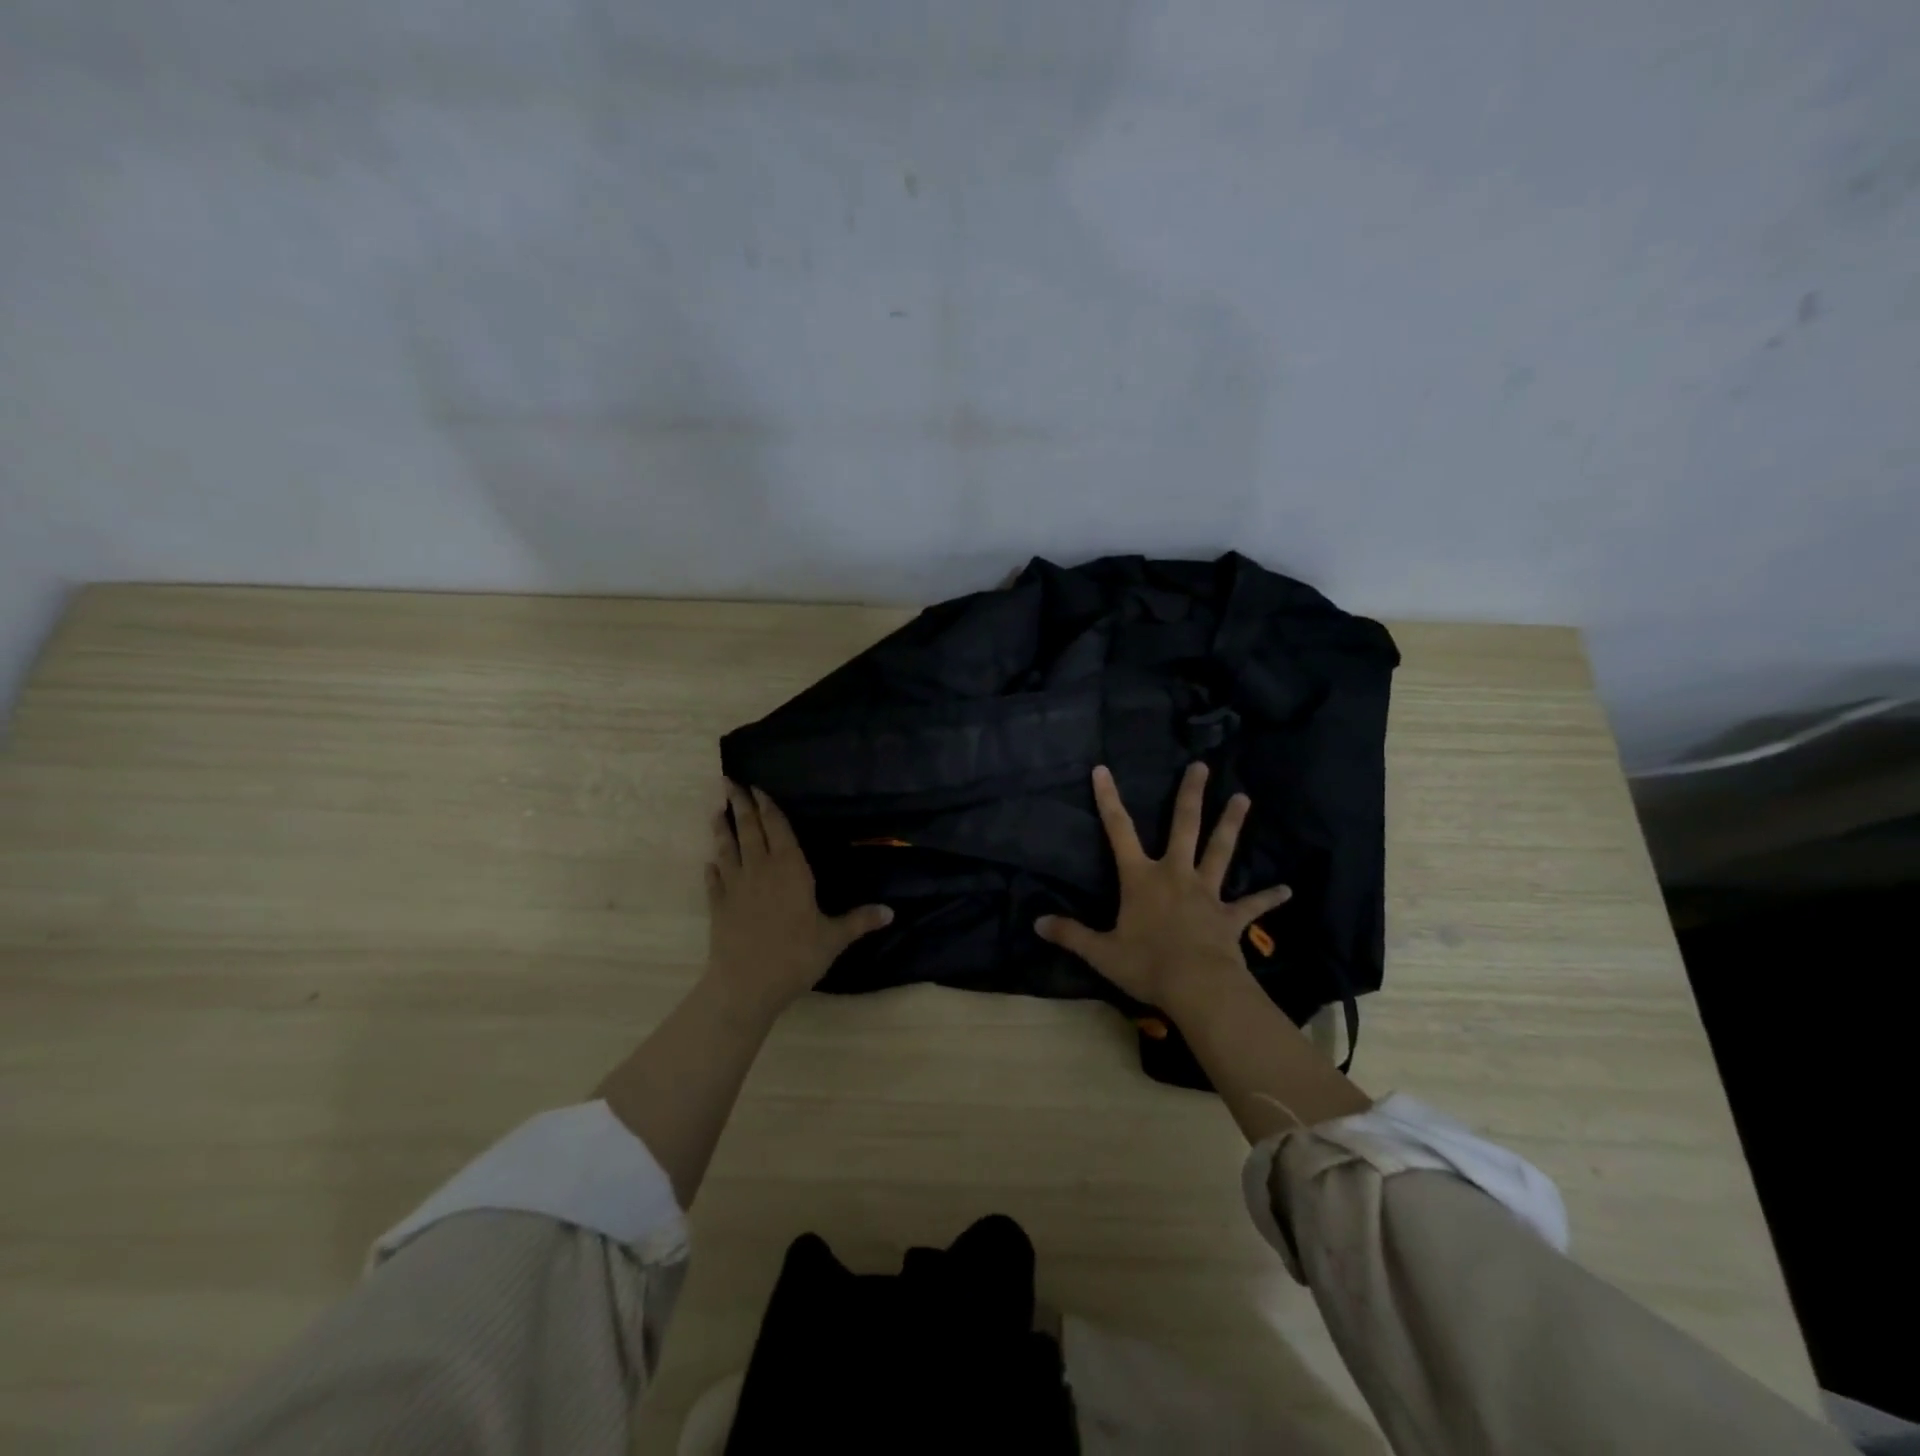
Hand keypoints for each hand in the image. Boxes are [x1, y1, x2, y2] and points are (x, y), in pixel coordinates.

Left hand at [705, 781, 892, 1020]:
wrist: (746, 985)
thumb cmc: (795, 955)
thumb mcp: (833, 938)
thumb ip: (859, 921)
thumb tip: (891, 912)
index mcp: (790, 869)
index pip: (778, 829)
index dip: (769, 807)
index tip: (758, 787)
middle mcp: (760, 869)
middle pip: (749, 830)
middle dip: (741, 804)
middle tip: (729, 782)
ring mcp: (735, 887)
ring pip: (727, 849)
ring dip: (722, 829)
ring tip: (716, 812)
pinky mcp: (719, 907)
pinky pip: (714, 882)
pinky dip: (712, 869)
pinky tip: (710, 864)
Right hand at [1036, 763, 1289, 1013]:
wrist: (1198, 987)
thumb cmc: (1147, 965)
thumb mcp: (1101, 952)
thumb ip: (1070, 934)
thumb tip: (1037, 923)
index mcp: (1141, 878)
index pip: (1118, 831)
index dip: (1108, 799)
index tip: (1103, 769)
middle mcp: (1175, 874)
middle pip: (1184, 826)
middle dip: (1190, 795)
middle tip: (1202, 766)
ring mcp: (1207, 893)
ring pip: (1220, 850)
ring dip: (1231, 824)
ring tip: (1243, 798)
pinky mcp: (1230, 917)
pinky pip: (1252, 904)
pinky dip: (1268, 897)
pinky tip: (1287, 890)